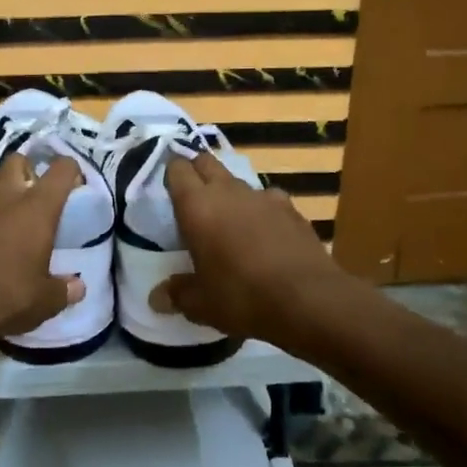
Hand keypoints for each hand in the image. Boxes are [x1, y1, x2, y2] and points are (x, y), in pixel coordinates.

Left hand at [0, 153, 84, 348]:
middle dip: (29, 169)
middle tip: (38, 195)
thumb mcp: (46, 300)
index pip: (61, 169)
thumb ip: (65, 289)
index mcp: (37, 208)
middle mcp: (6, 199)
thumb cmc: (8, 296)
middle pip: (16, 160)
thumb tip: (78, 287)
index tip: (76, 187)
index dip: (72, 171)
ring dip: (1, 188)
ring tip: (11, 210)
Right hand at [151, 151, 356, 341]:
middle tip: (191, 196)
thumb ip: (177, 294)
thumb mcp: (201, 304)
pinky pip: (267, 199)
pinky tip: (264, 233)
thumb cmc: (242, 297)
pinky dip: (260, 210)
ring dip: (228, 192)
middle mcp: (227, 191)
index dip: (170, 171)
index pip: (177, 169)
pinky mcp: (291, 208)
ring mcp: (263, 196)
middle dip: (197, 171)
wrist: (308, 299)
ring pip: (237, 181)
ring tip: (227, 219)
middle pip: (207, 162)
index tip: (166, 184)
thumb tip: (157, 297)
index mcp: (197, 206)